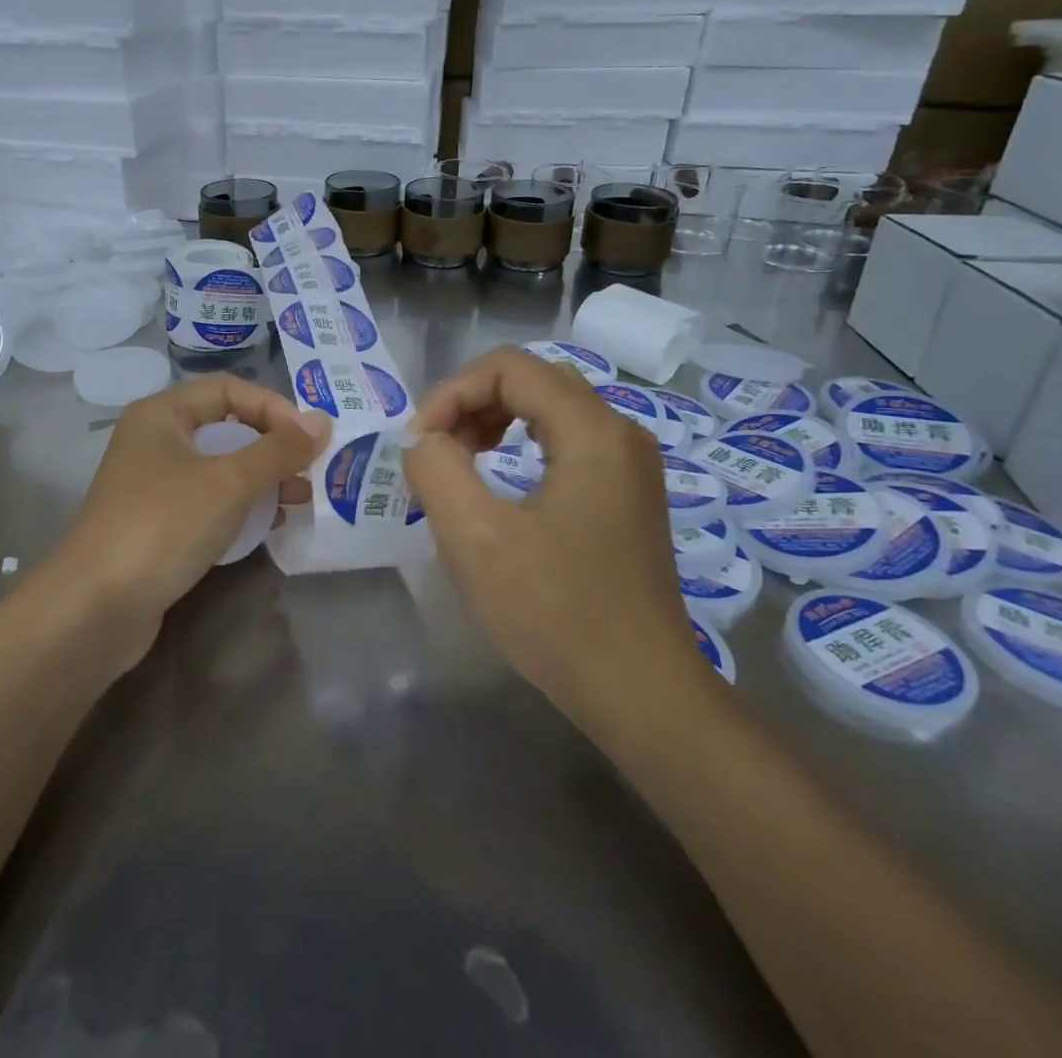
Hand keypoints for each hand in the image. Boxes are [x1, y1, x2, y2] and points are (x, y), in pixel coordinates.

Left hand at [55, 374, 329, 643]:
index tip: (310, 439)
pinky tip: (270, 524)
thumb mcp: (229, 482)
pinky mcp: (159, 524)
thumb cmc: (164, 525)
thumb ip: (279, 450)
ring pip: (220, 468)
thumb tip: (323, 422)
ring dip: (262, 478)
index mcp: (161, 414)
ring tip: (300, 498)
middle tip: (311, 469)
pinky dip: (240, 507)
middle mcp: (155, 441)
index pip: (229, 390)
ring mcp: (154, 485)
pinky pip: (209, 501)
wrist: (96, 608)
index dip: (273, 407)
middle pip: (226, 427)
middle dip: (272, 446)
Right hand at [403, 348, 714, 734]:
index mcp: (592, 431)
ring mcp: (630, 466)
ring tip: (459, 463)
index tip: (419, 443)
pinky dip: (520, 446)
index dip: (451, 392)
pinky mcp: (627, 495)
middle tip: (436, 450)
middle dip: (472, 403)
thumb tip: (425, 440)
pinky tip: (499, 487)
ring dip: (494, 422)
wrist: (641, 694)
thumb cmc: (556, 614)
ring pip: (550, 409)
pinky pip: (567, 443)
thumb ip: (436, 469)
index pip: (509, 368)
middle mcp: (620, 434)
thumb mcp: (475, 539)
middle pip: (533, 380)